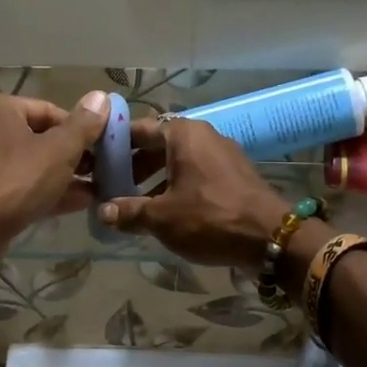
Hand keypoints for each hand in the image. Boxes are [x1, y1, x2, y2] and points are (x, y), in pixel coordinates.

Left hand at [0, 90, 110, 266]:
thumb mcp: (59, 150)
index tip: (102, 148)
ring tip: (95, 189)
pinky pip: (17, 186)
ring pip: (28, 165)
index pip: (48, 110)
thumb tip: (101, 96)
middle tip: (101, 171)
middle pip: (37, 138)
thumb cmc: (16, 179)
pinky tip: (76, 204)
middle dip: (71, 156)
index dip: (79, 128)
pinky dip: (43, 192)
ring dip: (61, 177)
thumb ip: (83, 125)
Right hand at [98, 115, 291, 267]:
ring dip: (154, 179)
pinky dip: (177, 186)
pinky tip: (165, 210)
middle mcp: (202, 135)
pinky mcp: (234, 174)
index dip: (114, 145)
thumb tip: (103, 211)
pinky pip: (196, 173)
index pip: (138, 129)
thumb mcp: (162, 217)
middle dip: (133, 166)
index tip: (95, 162)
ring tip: (134, 203)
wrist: (271, 237)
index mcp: (182, 134)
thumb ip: (129, 211)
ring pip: (177, 160)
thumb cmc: (210, 218)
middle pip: (157, 145)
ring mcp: (222, 153)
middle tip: (111, 187)